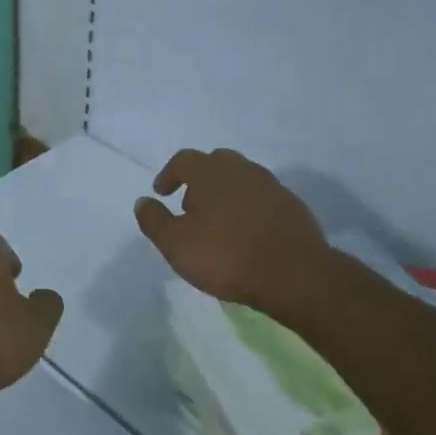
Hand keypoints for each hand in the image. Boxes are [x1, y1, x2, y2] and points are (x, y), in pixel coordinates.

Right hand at [134, 148, 327, 309]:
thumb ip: (154, 220)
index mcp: (210, 173)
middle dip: (200, 179)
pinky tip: (247, 232)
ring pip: (242, 178)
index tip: (162, 193)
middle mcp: (242, 170)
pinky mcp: (293, 206)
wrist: (293, 274)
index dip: (169, 174)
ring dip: (226, 192)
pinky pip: (263, 197)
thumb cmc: (225, 256)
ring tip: (218, 221)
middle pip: (216, 162)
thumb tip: (143, 201)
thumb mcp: (175, 244)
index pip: (184, 160)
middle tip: (191, 205)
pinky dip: (249, 207)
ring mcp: (271, 186)